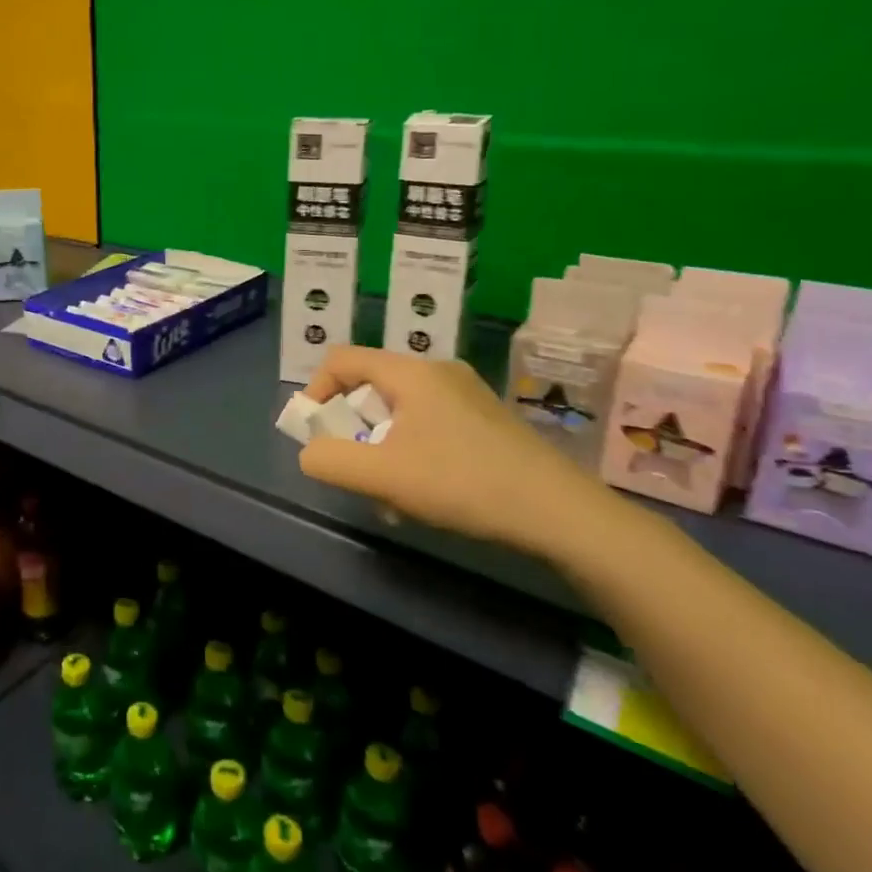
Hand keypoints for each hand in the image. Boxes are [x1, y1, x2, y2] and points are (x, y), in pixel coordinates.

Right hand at [297, 347, 622, 559]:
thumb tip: (311, 452)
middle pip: (370, 387)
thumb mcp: (382, 475)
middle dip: (350, 428)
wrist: (560, 512)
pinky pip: (429, 425)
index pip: (341, 359)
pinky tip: (422, 495)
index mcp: (411, 373)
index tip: (314, 432)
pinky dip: (410, 452)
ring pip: (400, 412)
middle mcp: (438, 373)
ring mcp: (467, 395)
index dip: (315, 390)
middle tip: (353, 469)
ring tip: (388, 495)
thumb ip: (330, 460)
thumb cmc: (463, 482)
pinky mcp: (486, 421)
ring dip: (380, 448)